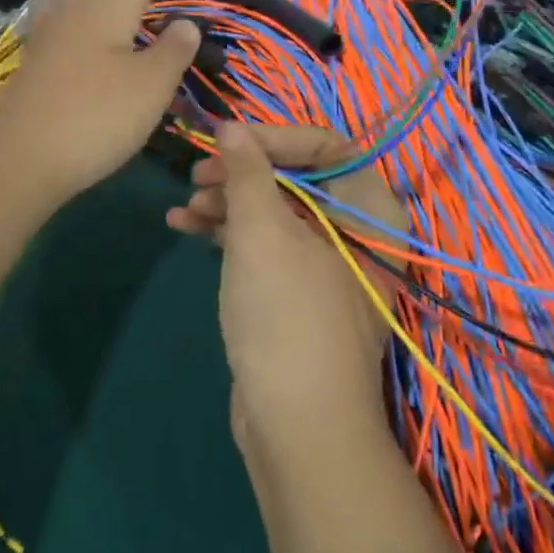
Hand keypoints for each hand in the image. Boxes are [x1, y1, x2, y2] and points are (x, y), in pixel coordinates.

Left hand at [0, 0, 221, 207]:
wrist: (20, 160)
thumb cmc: (95, 119)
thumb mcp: (151, 86)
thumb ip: (173, 49)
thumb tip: (185, 23)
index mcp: (108, 4)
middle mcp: (75, 5)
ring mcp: (49, 30)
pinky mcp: (36, 55)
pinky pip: (67, 11)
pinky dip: (90, 7)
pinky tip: (94, 28)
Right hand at [166, 123, 408, 450]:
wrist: (297, 427)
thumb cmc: (287, 315)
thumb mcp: (262, 233)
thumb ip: (247, 171)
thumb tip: (231, 125)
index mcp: (370, 208)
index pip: (325, 145)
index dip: (273, 137)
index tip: (226, 140)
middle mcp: (356, 229)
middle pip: (295, 177)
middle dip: (242, 173)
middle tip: (197, 175)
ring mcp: (326, 262)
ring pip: (275, 211)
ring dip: (227, 203)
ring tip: (184, 206)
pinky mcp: (297, 291)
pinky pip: (265, 245)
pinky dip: (229, 233)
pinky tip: (184, 226)